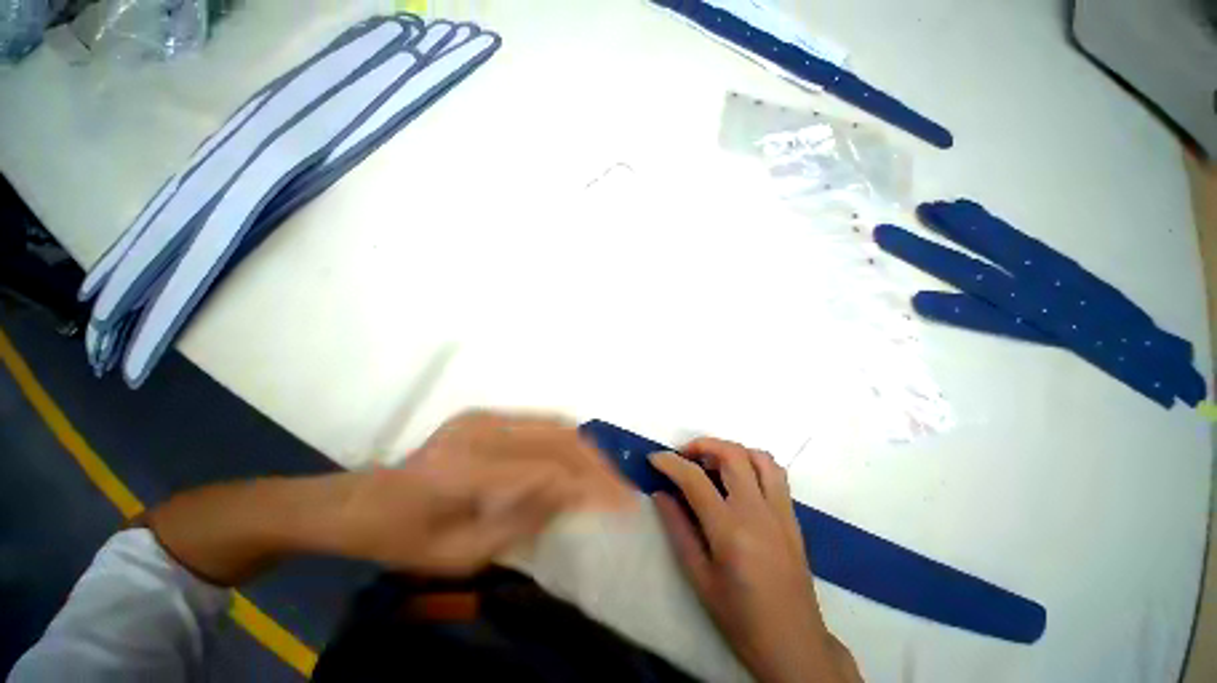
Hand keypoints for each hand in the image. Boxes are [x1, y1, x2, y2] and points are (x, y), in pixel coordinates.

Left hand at [337, 411, 633, 575]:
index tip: (623, 502)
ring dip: (586, 448)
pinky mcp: (486, 413)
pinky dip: (567, 438)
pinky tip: (579, 456)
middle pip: (558, 439)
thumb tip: (573, 493)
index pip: (549, 469)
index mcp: (467, 471)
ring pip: (554, 424)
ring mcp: (484, 415)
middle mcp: (481, 431)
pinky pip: (540, 420)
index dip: (591, 484)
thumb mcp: (463, 554)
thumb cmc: (406, 541)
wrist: (365, 501)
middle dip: (597, 463)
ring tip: (606, 473)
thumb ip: (521, 521)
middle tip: (621, 487)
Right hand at [650, 439, 860, 682]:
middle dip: (701, 445)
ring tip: (711, 461)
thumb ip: (677, 529)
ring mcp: (780, 511)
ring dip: (731, 449)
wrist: (793, 644)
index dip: (670, 462)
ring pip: (758, 456)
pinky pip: (775, 473)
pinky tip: (739, 478)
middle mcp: (757, 511)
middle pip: (731, 454)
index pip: (694, 479)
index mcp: (730, 530)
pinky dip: (753, 462)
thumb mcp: (699, 578)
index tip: (655, 458)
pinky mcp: (792, 516)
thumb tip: (660, 494)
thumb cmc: (740, 617)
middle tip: (683, 455)